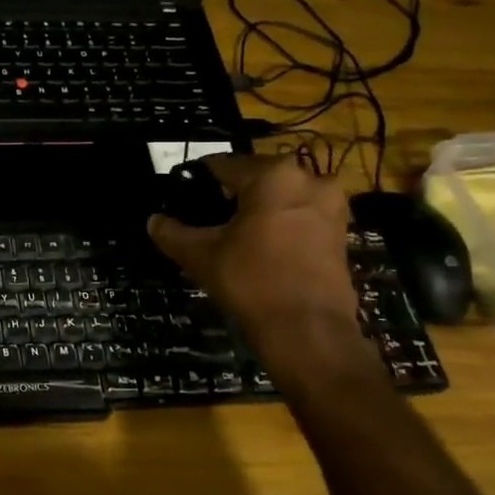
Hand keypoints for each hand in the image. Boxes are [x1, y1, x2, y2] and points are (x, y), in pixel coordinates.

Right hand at [147, 155, 358, 343]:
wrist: (309, 329)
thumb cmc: (251, 281)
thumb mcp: (200, 255)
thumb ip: (172, 233)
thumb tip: (153, 221)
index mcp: (272, 175)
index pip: (223, 165)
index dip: (199, 179)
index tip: (184, 194)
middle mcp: (308, 179)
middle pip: (257, 176)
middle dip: (233, 193)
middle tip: (209, 217)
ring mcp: (331, 204)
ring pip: (282, 195)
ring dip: (260, 207)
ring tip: (236, 232)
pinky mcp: (341, 230)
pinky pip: (302, 214)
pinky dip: (282, 222)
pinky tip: (263, 245)